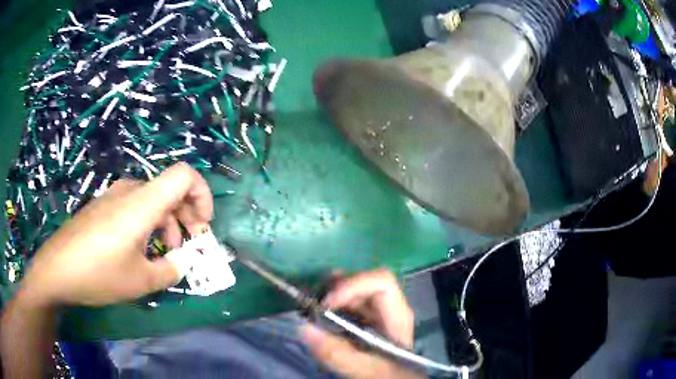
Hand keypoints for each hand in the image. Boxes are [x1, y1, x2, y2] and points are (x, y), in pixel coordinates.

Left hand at [19, 162, 212, 306]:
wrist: (57, 269)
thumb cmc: (99, 273)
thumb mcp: (141, 281)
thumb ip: (171, 271)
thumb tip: (182, 263)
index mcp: (142, 203)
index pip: (184, 175)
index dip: (202, 194)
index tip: (203, 225)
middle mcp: (130, 191)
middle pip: (170, 190)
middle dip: (187, 217)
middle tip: (189, 248)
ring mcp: (113, 197)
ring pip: (152, 201)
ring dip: (166, 224)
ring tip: (163, 255)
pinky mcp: (102, 207)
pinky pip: (133, 207)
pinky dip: (147, 225)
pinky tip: (138, 251)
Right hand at [301, 269, 422, 378]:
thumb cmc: (386, 374)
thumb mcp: (365, 368)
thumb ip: (338, 353)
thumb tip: (305, 328)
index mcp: (397, 315)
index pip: (381, 283)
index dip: (353, 285)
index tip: (326, 303)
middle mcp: (388, 307)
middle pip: (364, 281)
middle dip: (336, 288)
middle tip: (312, 304)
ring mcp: (375, 311)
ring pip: (353, 288)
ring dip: (330, 294)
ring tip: (312, 308)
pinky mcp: (364, 317)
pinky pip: (346, 301)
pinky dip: (329, 303)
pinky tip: (318, 315)